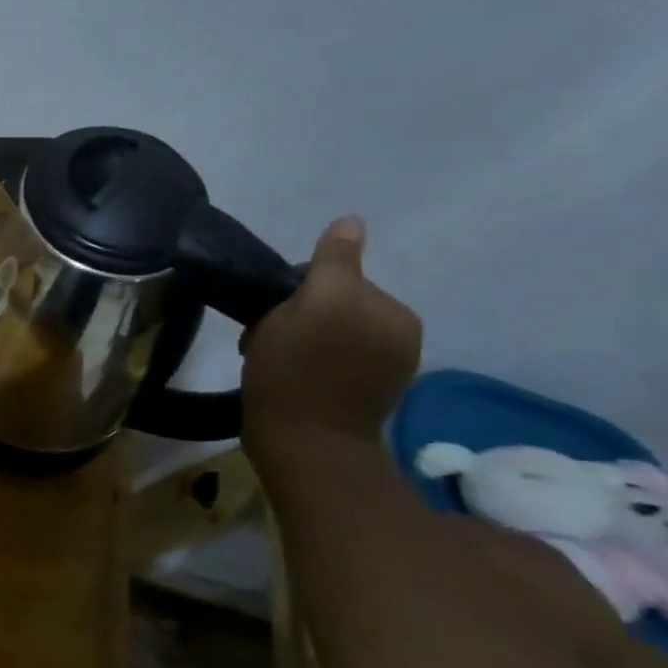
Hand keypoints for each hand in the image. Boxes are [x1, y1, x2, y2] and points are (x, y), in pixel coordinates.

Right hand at [241, 215, 421, 448]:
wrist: (302, 445)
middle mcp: (398, 334)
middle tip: (269, 340)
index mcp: (393, 311)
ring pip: (330, 331)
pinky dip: (313, 362)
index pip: (334, 277)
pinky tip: (292, 378)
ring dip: (301, 338)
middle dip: (299, 315)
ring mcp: (385, 367)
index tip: (274, 316)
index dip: (295, 291)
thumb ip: (334, 262)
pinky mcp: (367, 394)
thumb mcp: (314, 304)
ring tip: (275, 360)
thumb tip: (352, 222)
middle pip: (332, 303)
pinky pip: (334, 358)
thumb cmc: (297, 371)